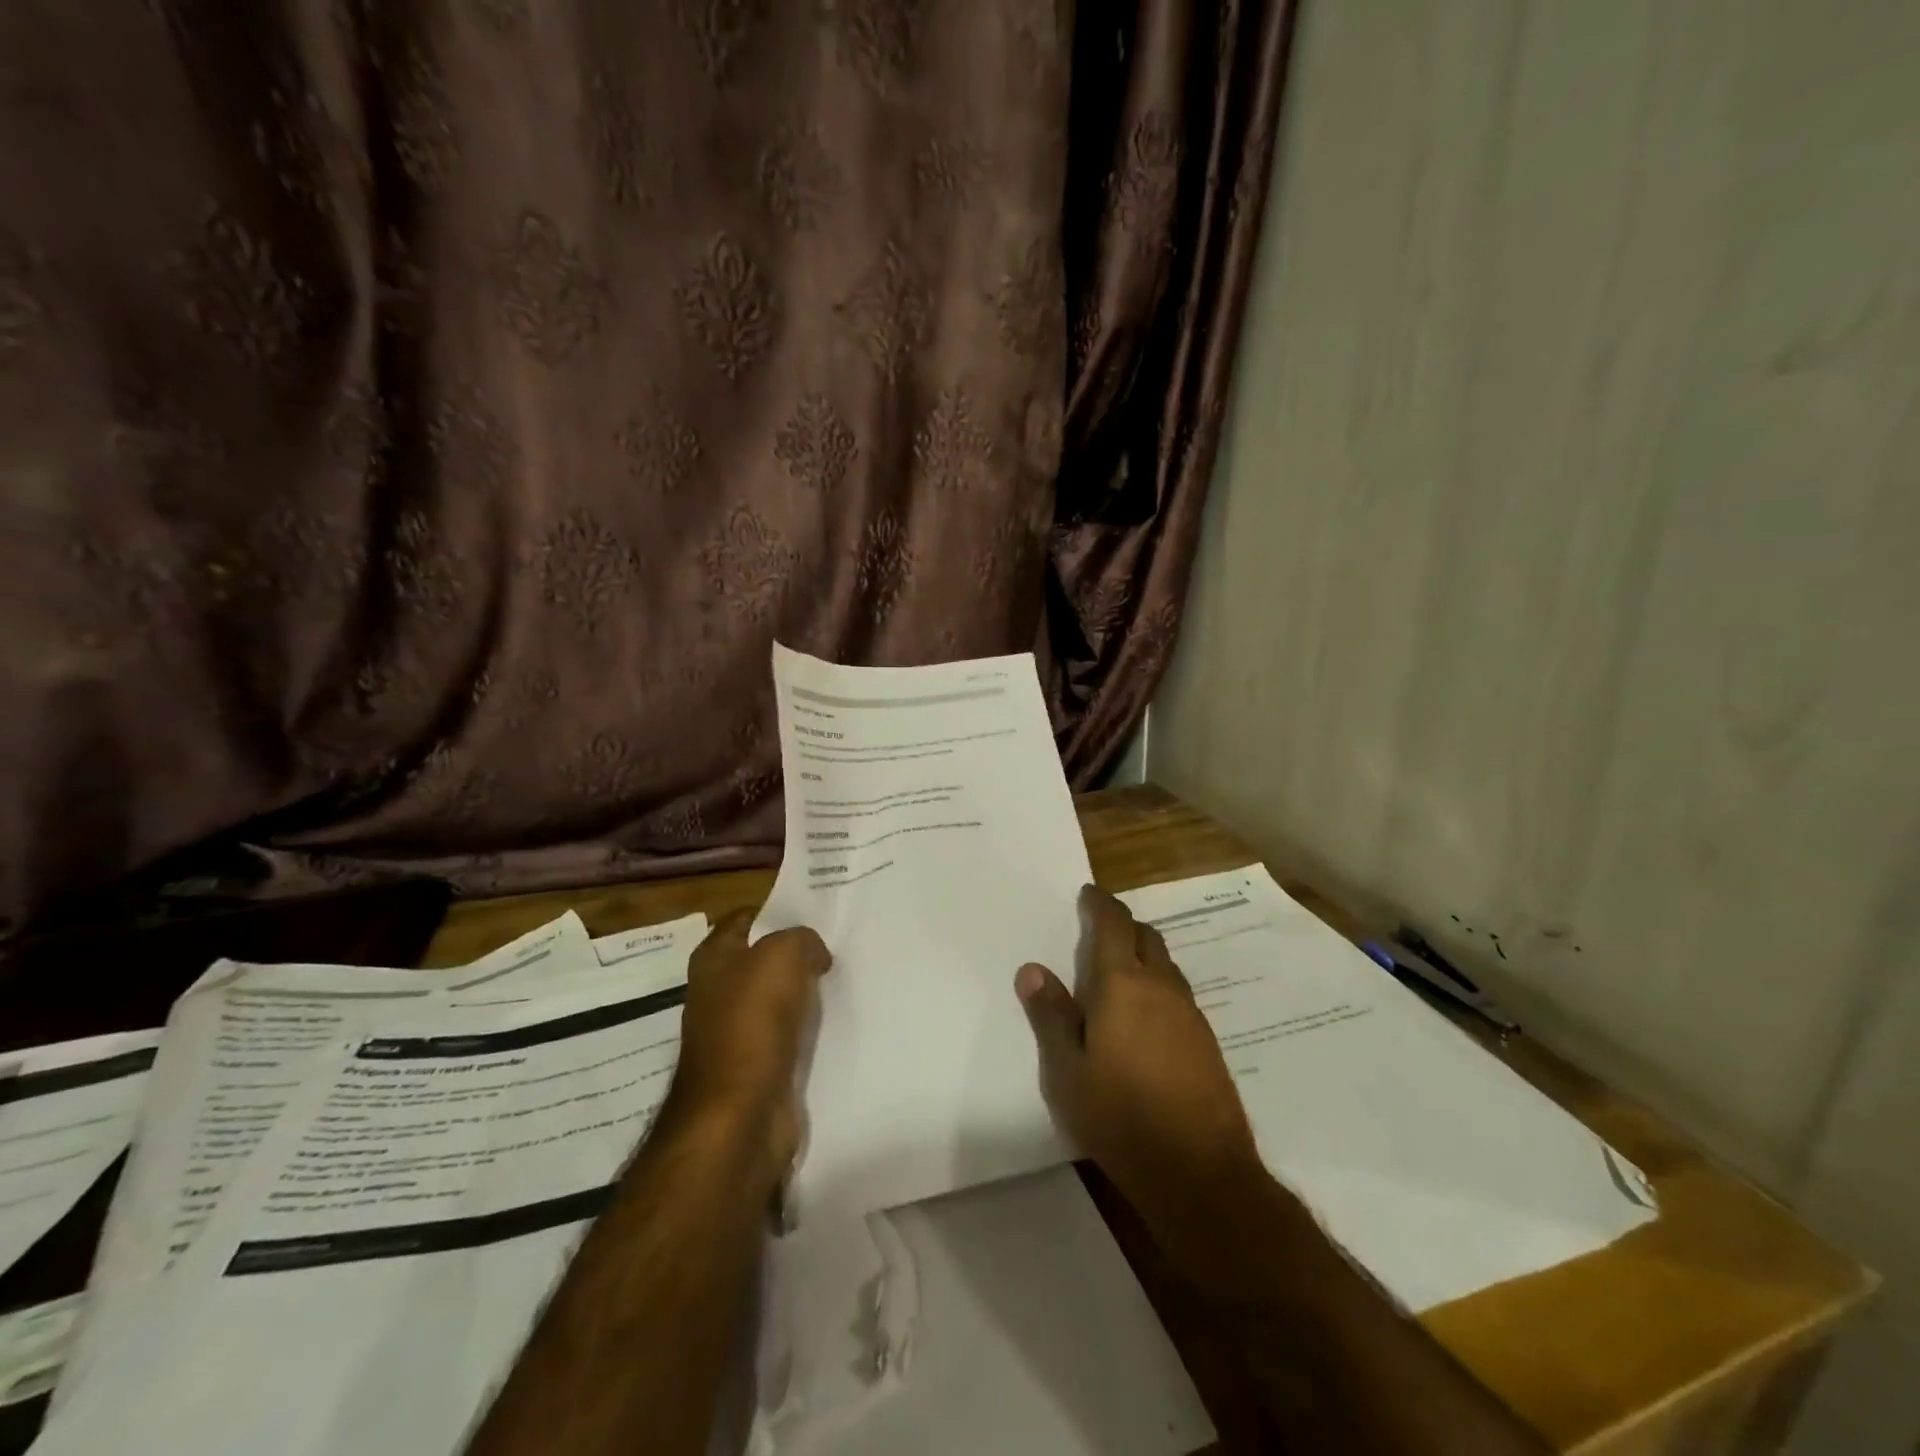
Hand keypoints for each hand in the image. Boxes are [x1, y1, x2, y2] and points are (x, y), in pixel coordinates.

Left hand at [666, 911, 830, 1187]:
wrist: (739, 1115)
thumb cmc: (752, 1023)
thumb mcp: (782, 955)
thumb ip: (801, 939)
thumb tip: (813, 954)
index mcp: (713, 958)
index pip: (745, 918)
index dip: (778, 911)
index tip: (818, 914)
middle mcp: (718, 991)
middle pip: (764, 959)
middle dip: (798, 952)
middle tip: (839, 945)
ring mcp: (735, 1031)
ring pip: (778, 997)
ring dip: (806, 992)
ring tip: (843, 980)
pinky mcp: (756, 1065)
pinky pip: (788, 1034)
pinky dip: (808, 1029)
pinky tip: (835, 1022)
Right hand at [1017, 885, 1261, 1229]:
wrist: (1200, 1173)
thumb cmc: (1120, 1117)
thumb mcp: (1068, 1071)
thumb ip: (1051, 1015)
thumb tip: (1032, 969)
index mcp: (1123, 984)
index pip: (1114, 924)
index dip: (1100, 903)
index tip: (1088, 893)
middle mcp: (1161, 987)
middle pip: (1145, 937)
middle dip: (1122, 926)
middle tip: (1097, 933)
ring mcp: (1190, 1014)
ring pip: (1165, 965)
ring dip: (1142, 957)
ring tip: (1117, 975)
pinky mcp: (1207, 1042)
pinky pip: (1177, 995)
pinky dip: (1157, 988)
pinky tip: (1144, 1019)